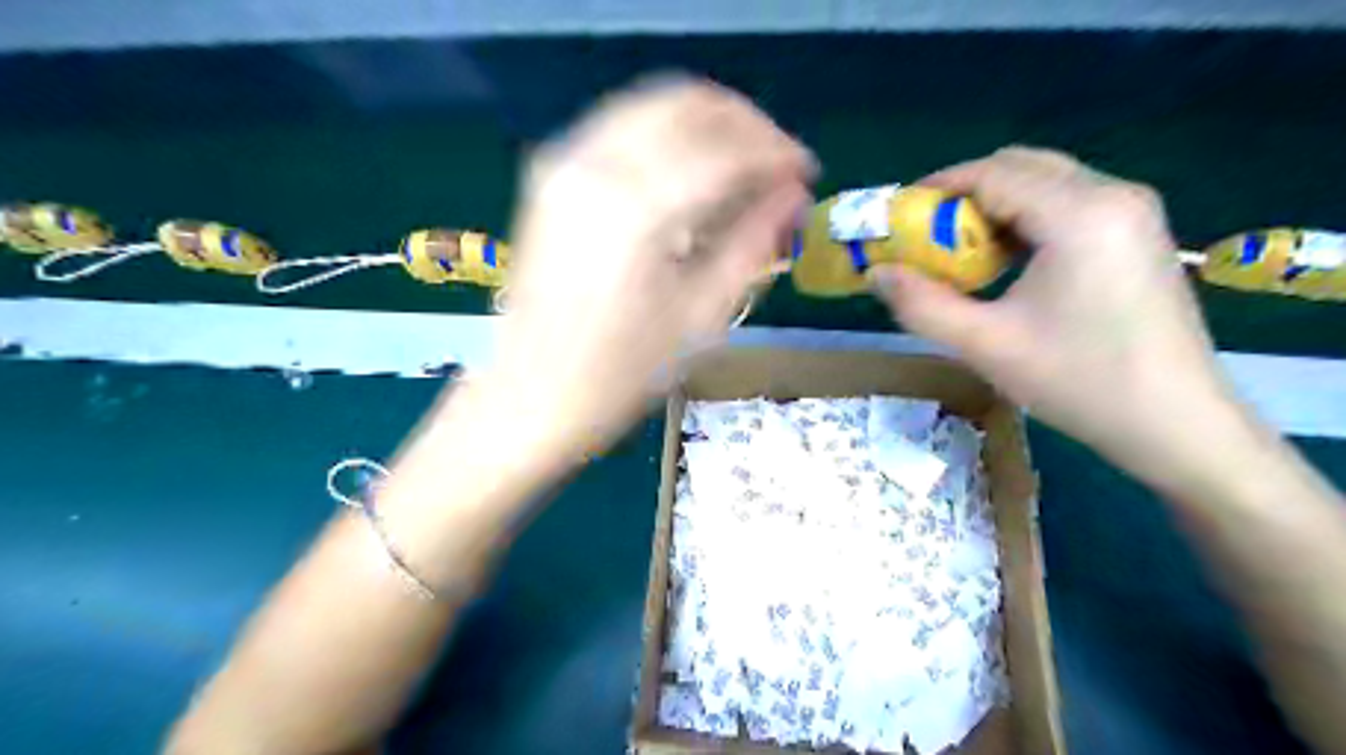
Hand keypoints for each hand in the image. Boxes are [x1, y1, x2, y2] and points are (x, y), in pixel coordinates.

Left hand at [458, 81, 807, 462]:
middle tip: (776, 161)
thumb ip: (751, 245)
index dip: (776, 152)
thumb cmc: (620, 373)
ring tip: (740, 164)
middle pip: (687, 103)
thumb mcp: (699, 318)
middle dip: (744, 123)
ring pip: (652, 104)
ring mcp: (565, 163)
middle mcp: (596, 165)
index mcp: (638, 209)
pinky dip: (666, 135)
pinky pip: (621, 127)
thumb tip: (793, 196)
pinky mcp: (550, 174)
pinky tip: (688, 173)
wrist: (531, 394)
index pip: (726, 150)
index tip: (806, 170)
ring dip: (706, 123)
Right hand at [874, 148, 1237, 483]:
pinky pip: (1068, 204)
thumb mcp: (986, 345)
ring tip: (959, 252)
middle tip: (925, 237)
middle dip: (964, 195)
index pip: (992, 174)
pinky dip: (1025, 219)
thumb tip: (876, 273)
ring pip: (1045, 182)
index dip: (936, 189)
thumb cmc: (1080, 381)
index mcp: (1079, 214)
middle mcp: (1112, 194)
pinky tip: (1006, 263)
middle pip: (1020, 166)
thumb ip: (921, 304)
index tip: (897, 218)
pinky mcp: (1138, 234)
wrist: (1177, 424)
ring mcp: (1132, 212)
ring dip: (994, 207)